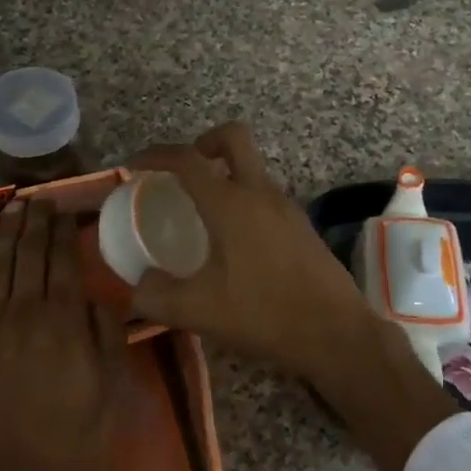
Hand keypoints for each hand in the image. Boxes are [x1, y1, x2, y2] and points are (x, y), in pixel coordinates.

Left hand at [0, 197, 123, 470]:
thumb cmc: (75, 437)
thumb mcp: (111, 387)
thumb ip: (107, 334)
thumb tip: (103, 293)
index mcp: (64, 321)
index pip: (63, 262)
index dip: (63, 232)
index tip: (65, 209)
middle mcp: (24, 314)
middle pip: (28, 257)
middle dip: (35, 224)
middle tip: (39, 199)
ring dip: (5, 236)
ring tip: (12, 209)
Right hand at [129, 123, 456, 470]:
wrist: (335, 333)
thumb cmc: (264, 314)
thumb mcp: (198, 311)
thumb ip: (156, 296)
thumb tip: (137, 286)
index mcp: (232, 204)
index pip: (188, 160)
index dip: (157, 155)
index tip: (135, 165)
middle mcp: (261, 194)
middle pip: (234, 138)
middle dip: (203, 142)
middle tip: (181, 173)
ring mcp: (287, 207)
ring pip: (252, 169)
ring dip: (225, 176)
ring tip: (201, 215)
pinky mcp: (301, 226)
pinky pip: (265, 196)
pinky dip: (243, 201)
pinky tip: (233, 243)